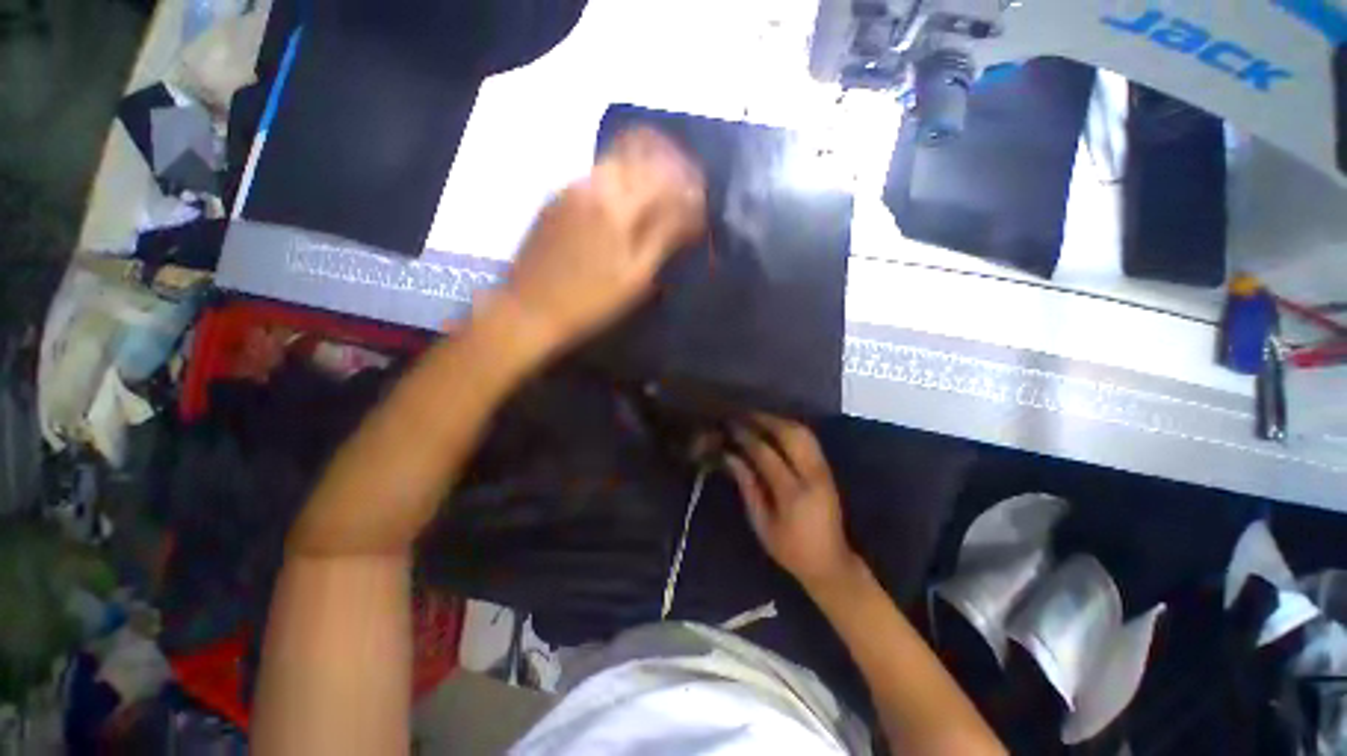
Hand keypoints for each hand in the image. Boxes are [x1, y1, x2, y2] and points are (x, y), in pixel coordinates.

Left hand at [496, 127, 705, 355]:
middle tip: (684, 186)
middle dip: (668, 164)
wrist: (530, 308)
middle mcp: (595, 185)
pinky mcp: (557, 197)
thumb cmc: (590, 302)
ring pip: (616, 159)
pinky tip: (625, 198)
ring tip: (659, 189)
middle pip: (640, 154)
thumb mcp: (636, 278)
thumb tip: (690, 213)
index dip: (688, 184)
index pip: (665, 178)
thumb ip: (664, 238)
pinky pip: (596, 174)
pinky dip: (619, 177)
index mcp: (618, 206)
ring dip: (644, 166)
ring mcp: (571, 188)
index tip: (700, 198)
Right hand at [727, 415, 859, 590]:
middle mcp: (812, 476)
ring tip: (757, 418)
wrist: (830, 563)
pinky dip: (790, 428)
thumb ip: (748, 487)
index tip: (730, 426)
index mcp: (793, 494)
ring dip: (779, 421)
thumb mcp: (762, 524)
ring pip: (803, 433)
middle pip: (790, 434)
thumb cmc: (790, 550)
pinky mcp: (828, 471)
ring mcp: (824, 471)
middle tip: (744, 414)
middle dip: (765, 420)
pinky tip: (776, 428)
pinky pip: (809, 440)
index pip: (766, 454)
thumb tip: (730, 457)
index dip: (746, 437)